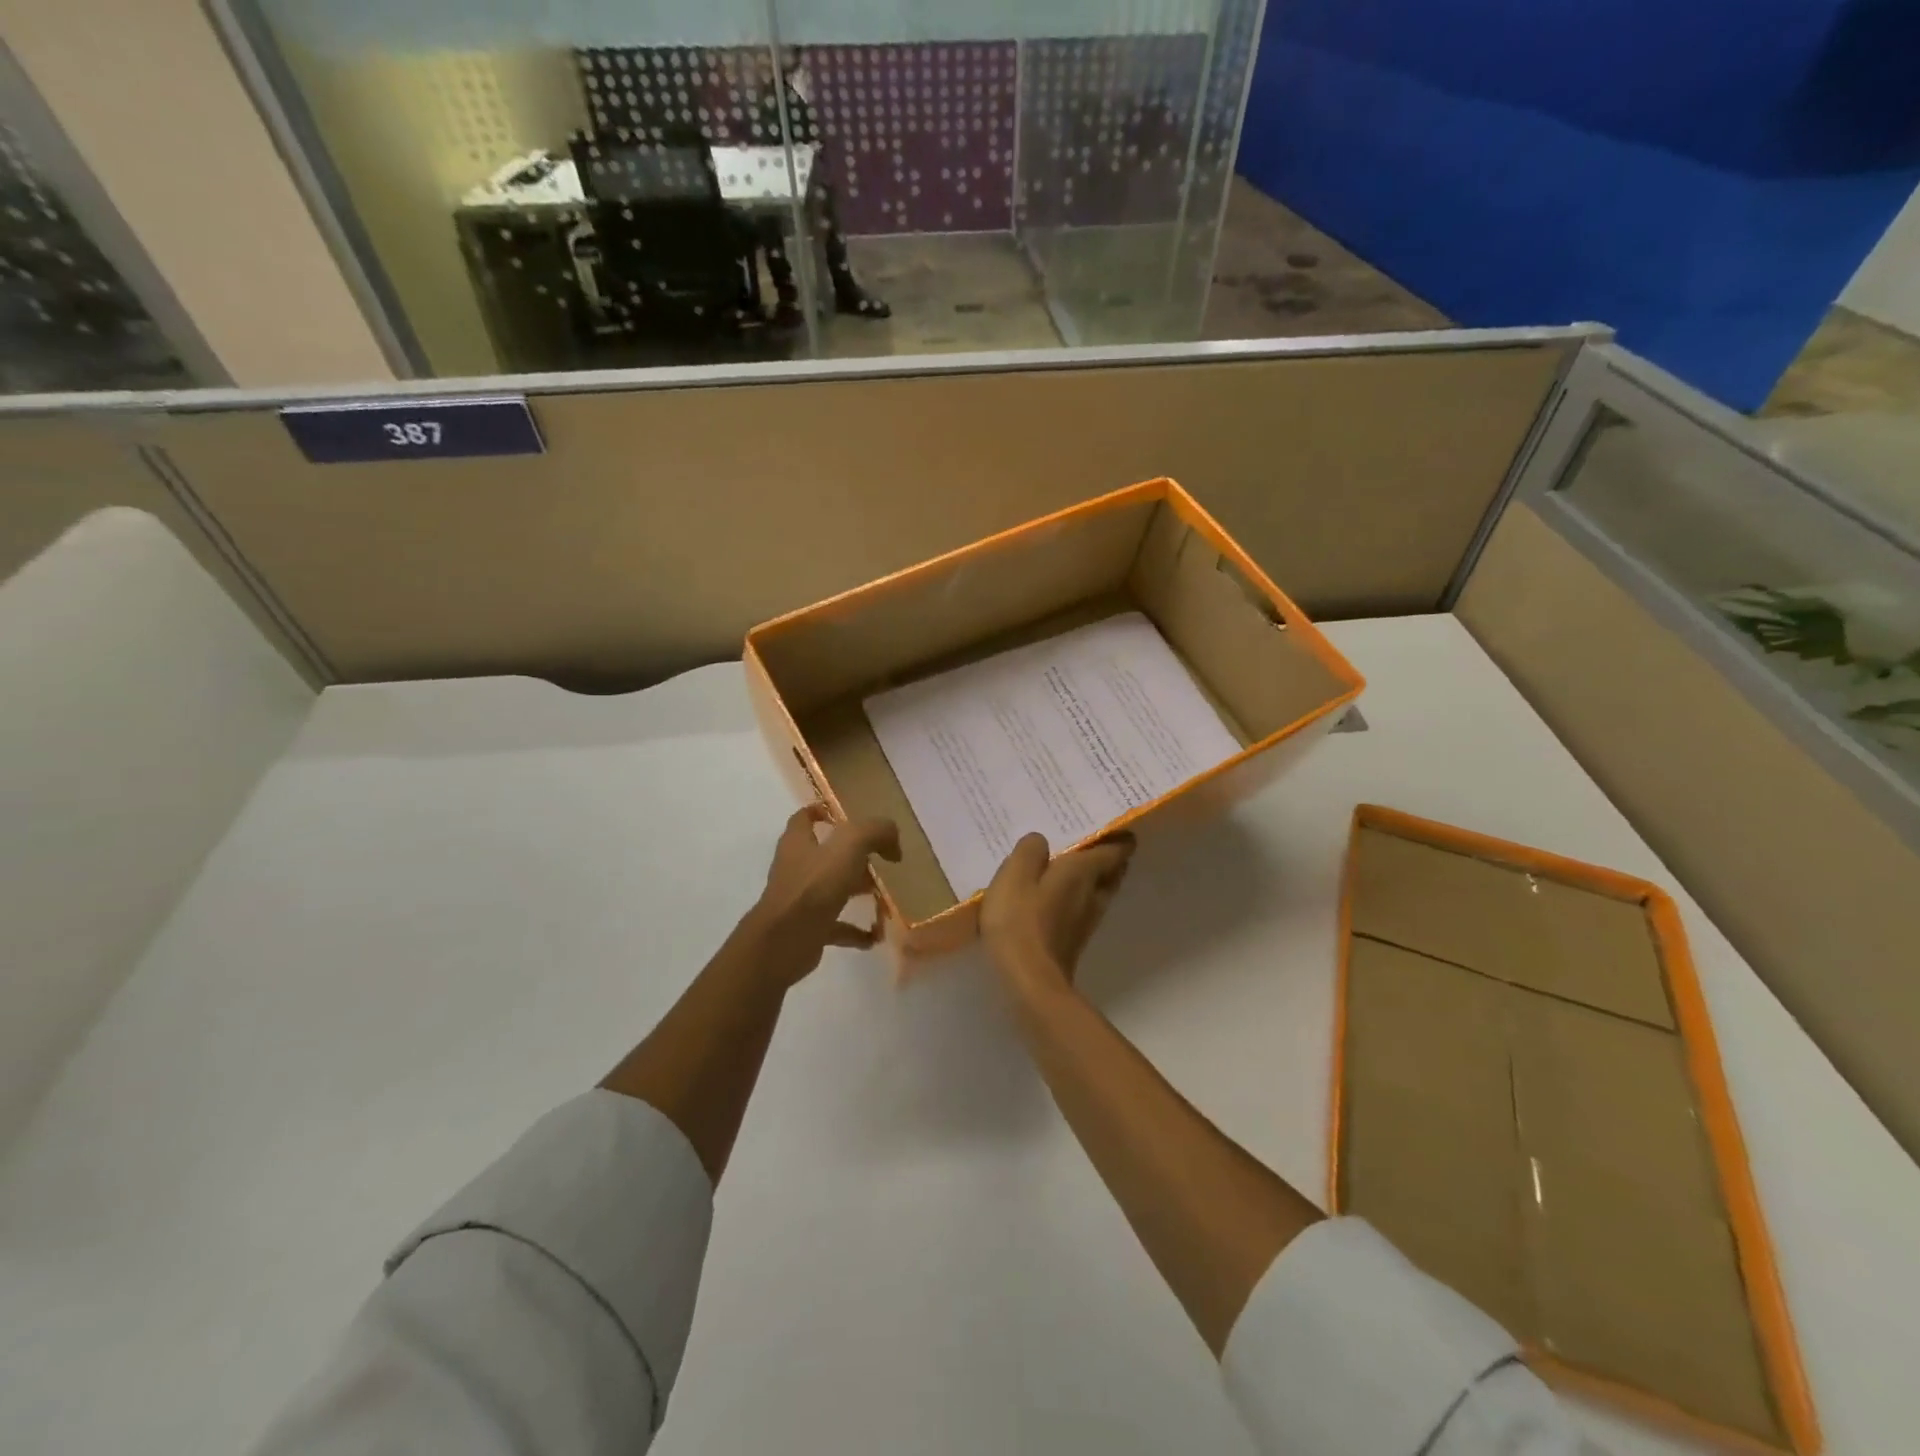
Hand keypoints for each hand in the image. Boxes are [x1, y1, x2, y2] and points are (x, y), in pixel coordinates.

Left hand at [749, 804, 900, 983]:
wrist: (784, 942)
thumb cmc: (814, 886)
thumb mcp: (850, 845)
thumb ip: (875, 832)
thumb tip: (893, 840)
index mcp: (798, 842)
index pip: (804, 818)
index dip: (822, 812)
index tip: (846, 816)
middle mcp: (796, 868)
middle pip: (824, 855)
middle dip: (853, 855)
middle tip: (881, 859)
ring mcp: (800, 900)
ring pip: (832, 889)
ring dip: (857, 890)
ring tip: (885, 895)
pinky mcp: (807, 928)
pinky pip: (836, 926)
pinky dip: (856, 931)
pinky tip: (876, 935)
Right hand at [981, 831, 1135, 997]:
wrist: (1029, 982)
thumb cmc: (1020, 921)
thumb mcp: (1015, 874)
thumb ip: (1030, 851)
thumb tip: (1041, 842)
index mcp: (1084, 871)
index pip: (1116, 848)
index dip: (1119, 836)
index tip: (1112, 824)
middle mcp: (1093, 894)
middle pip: (1113, 871)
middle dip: (1108, 856)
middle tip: (1088, 840)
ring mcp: (1086, 921)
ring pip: (1099, 891)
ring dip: (1092, 878)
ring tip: (1068, 865)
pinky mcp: (1073, 940)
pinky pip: (1082, 909)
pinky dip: (1075, 898)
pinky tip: (1052, 897)